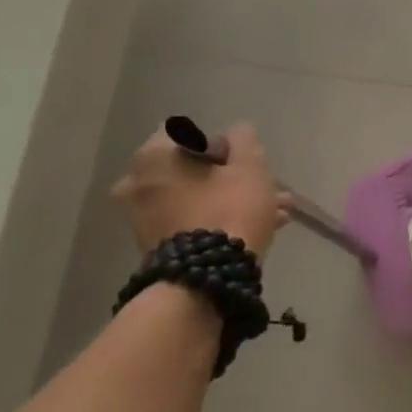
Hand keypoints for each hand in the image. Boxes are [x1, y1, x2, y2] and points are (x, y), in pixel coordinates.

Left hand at [111, 122, 290, 255]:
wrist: (206, 279)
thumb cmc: (229, 210)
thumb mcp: (250, 167)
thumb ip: (244, 140)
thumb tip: (236, 133)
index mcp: (154, 156)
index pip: (192, 134)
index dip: (225, 144)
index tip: (247, 162)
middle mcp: (137, 182)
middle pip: (195, 169)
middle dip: (233, 177)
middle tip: (267, 188)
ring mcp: (142, 217)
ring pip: (197, 197)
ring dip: (231, 199)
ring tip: (274, 212)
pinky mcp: (154, 245)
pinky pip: (191, 220)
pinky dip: (218, 219)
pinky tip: (256, 229)